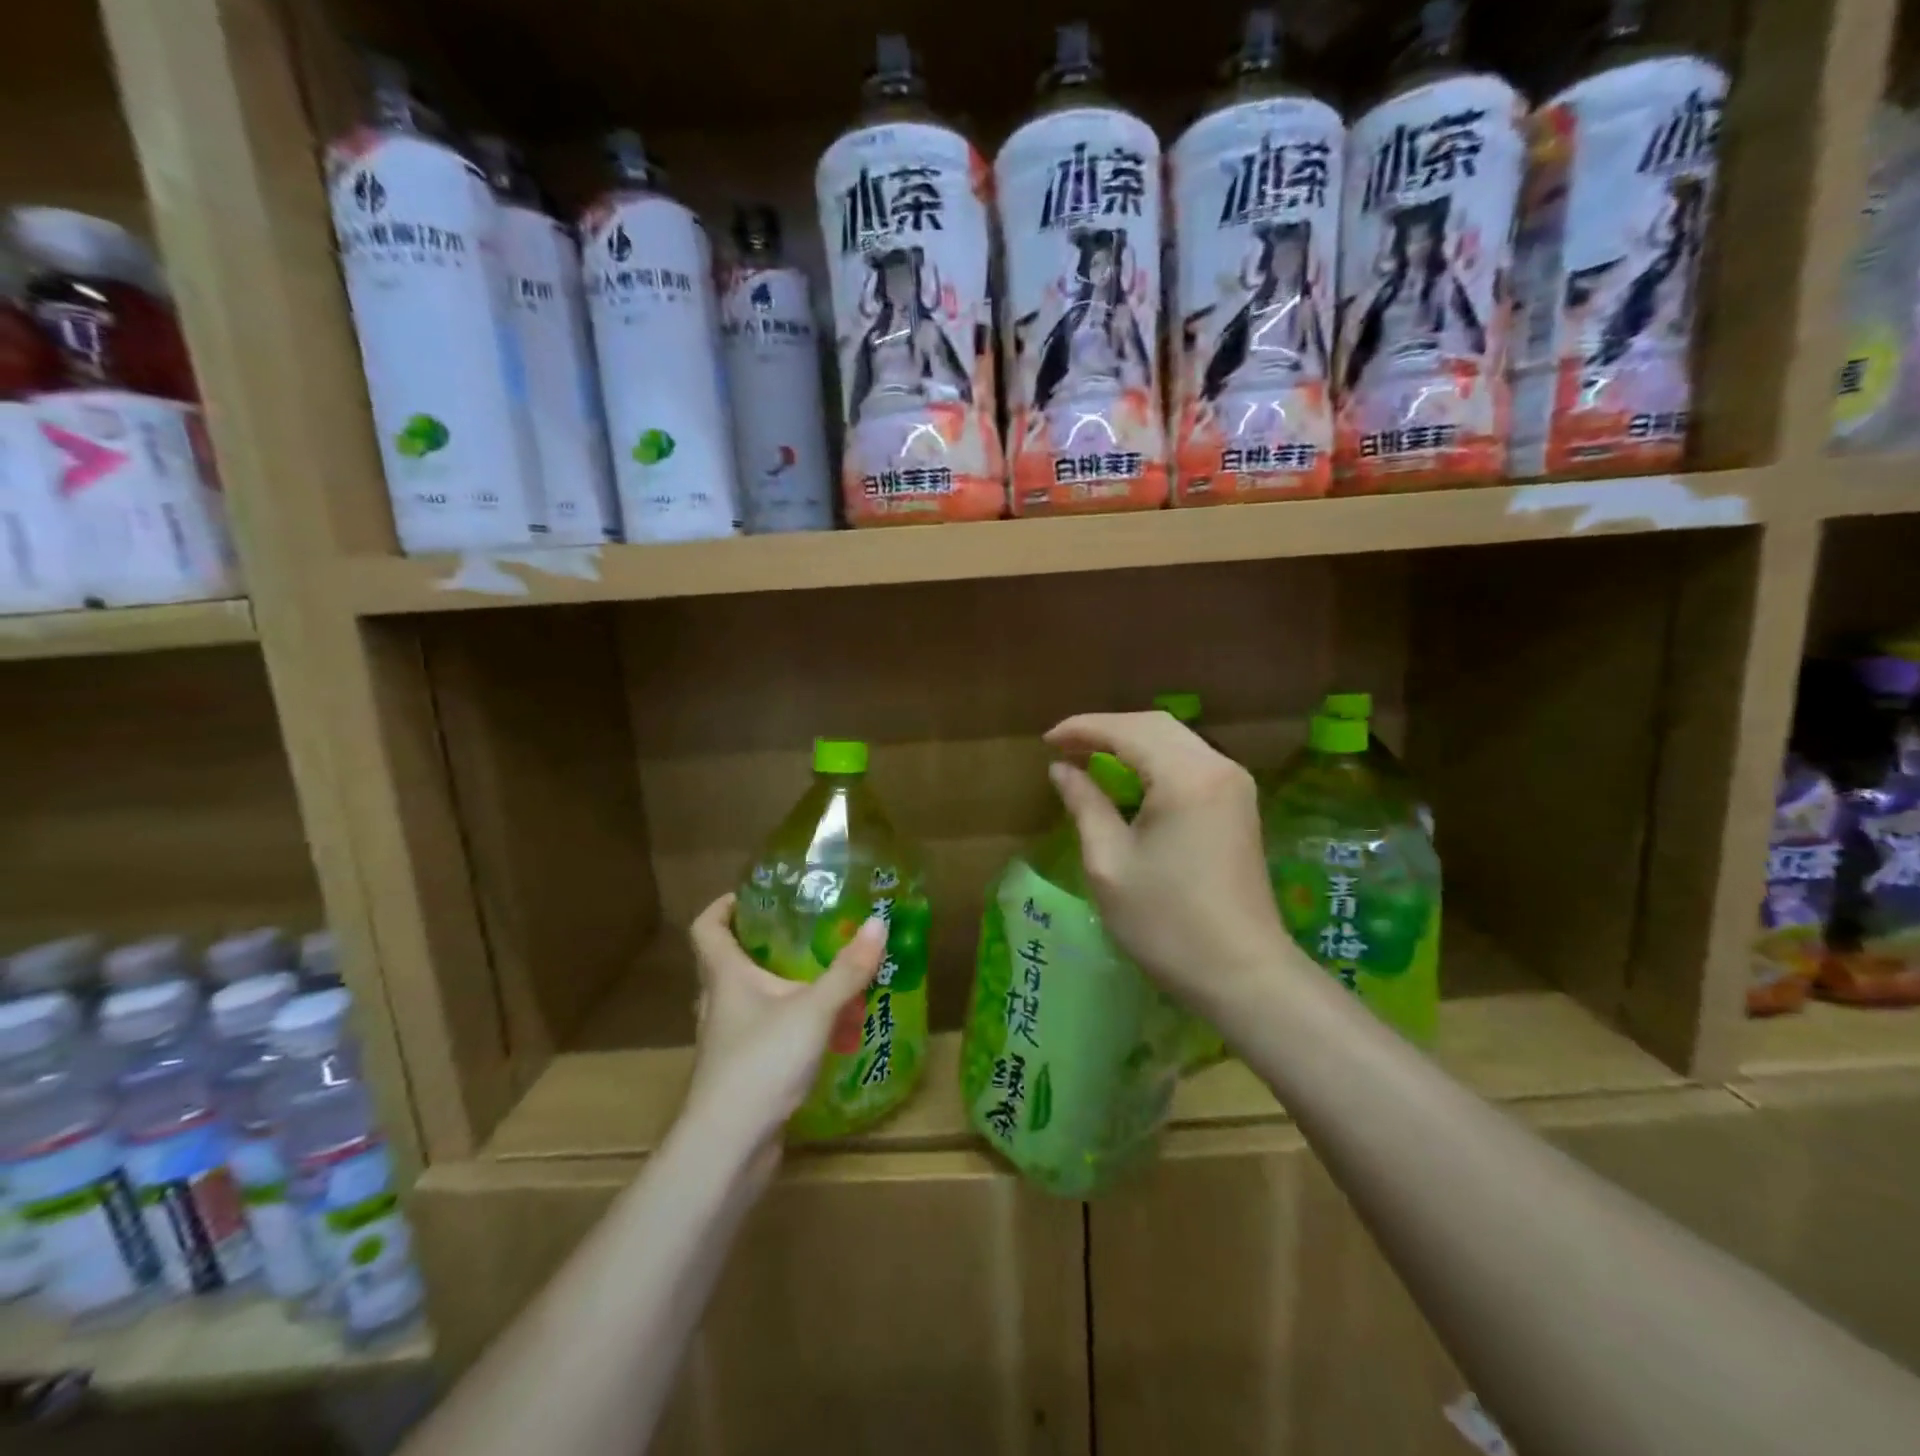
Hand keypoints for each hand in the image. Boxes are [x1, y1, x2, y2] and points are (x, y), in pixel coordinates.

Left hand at [683, 894, 885, 1156]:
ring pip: (745, 1001)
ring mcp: (725, 1042)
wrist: (727, 1148)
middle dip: (758, 944)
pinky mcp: (739, 1073)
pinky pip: (760, 1034)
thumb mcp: (814, 1010)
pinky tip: (818, 1032)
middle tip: (799, 931)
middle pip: (726, 962)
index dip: (723, 906)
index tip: (753, 894)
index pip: (706, 927)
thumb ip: (847, 970)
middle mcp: (718, 1004)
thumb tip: (879, 922)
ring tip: (814, 977)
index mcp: (725, 978)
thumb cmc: (761, 1064)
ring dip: (773, 987)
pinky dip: (784, 1024)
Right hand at [1044, 712, 1285, 1012]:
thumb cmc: (1166, 923)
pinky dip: (1155, 760)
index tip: (1046, 740)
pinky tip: (1130, 778)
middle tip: (1064, 747)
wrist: (1242, 975)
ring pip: (1176, 740)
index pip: (1127, 730)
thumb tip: (1062, 770)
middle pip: (1156, 725)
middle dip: (1106, 729)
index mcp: (1186, 777)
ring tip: (1089, 758)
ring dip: (1131, 742)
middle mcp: (1217, 768)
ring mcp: (1235, 785)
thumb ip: (1085, 804)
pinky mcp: (1240, 805)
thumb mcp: (1109, 863)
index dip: (1083, 729)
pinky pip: (1192, 762)